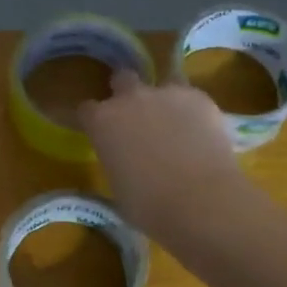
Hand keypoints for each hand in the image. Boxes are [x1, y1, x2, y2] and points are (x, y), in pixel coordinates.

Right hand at [76, 69, 251, 245]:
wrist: (200, 200)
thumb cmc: (149, 206)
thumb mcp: (118, 188)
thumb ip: (118, 163)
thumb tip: (127, 163)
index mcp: (102, 122)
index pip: (86, 110)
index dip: (93, 120)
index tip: (100, 133)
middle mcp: (131, 99)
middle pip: (122, 79)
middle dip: (125, 93)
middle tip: (136, 118)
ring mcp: (168, 94)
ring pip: (163, 83)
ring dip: (163, 99)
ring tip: (175, 124)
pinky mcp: (201, 98)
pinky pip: (191, 98)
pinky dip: (193, 111)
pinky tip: (200, 133)